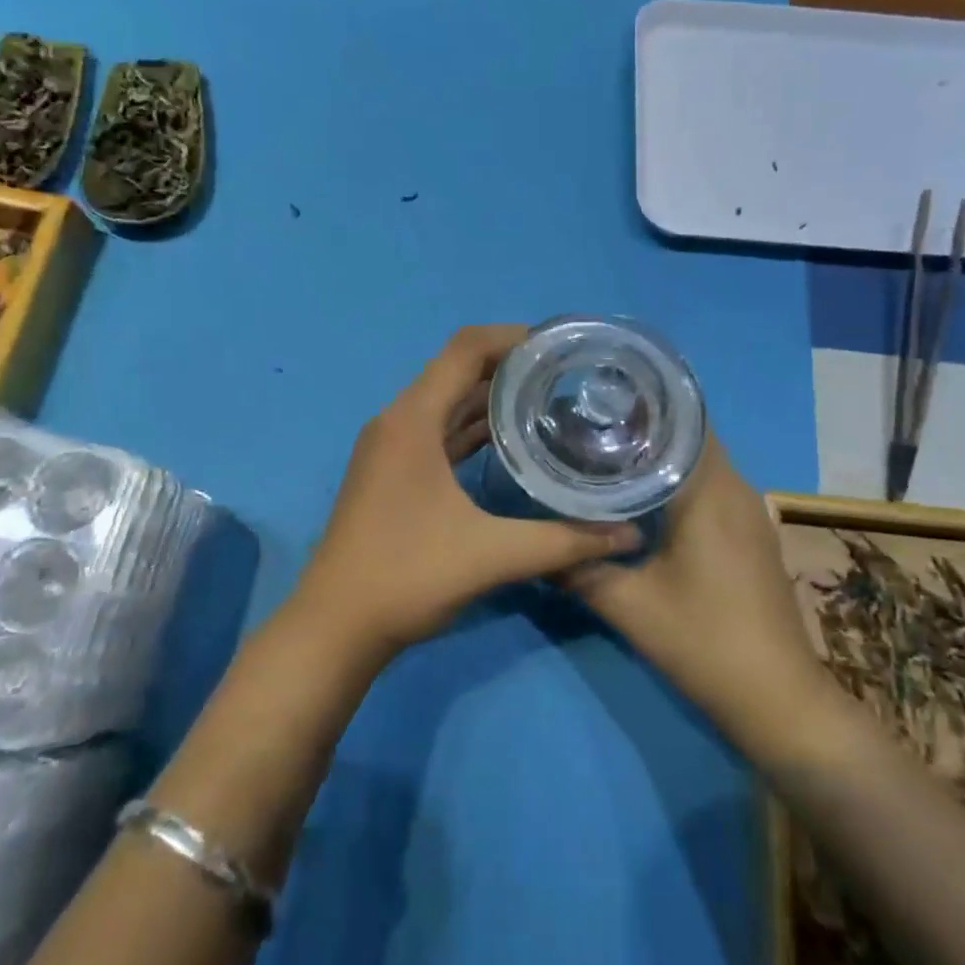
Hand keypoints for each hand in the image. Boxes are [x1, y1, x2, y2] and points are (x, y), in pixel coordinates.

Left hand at [295, 325, 639, 655]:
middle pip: (456, 371)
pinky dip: (471, 428)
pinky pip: (437, 432)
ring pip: (446, 403)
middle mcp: (397, 421)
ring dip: (491, 398)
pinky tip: (510, 442)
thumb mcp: (492, 556)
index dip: (513, 337)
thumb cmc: (407, 577)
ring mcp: (390, 448)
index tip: (560, 348)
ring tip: (548, 401)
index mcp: (412, 420)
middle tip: (566, 376)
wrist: (335, 626)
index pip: (465, 349)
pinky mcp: (391, 473)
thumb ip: (564, 542)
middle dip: (510, 367)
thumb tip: (629, 536)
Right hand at [562, 436, 824, 750]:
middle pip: (689, 438)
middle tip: (590, 429)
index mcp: (709, 491)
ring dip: (661, 458)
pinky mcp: (752, 535)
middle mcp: (736, 489)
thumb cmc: (703, 641)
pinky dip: (678, 483)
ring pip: (701, 464)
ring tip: (608, 456)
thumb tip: (536, 547)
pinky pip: (711, 489)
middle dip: (643, 429)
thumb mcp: (628, 606)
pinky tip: (644, 501)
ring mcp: (750, 512)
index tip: (598, 401)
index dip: (641, 405)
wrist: (777, 699)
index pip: (681, 420)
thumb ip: (578, 569)